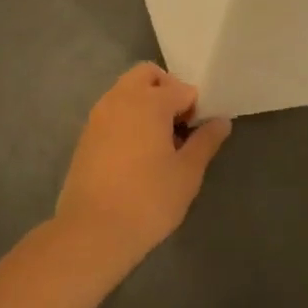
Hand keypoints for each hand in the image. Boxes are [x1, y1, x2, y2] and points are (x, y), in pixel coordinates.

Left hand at [55, 64, 231, 268]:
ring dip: (145, 103)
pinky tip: (136, 154)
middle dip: (167, 91)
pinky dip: (127, 118)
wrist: (92, 232)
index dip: (195, 108)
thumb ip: (205, 141)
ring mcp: (99, 115)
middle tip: (178, 125)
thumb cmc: (148, 200)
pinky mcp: (86, 135)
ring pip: (126, 91)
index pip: (182, 88)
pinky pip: (112, 111)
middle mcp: (120, 98)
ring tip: (158, 142)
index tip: (198, 133)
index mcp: (149, 102)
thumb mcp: (187, 173)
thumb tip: (221, 121)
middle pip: (147, 75)